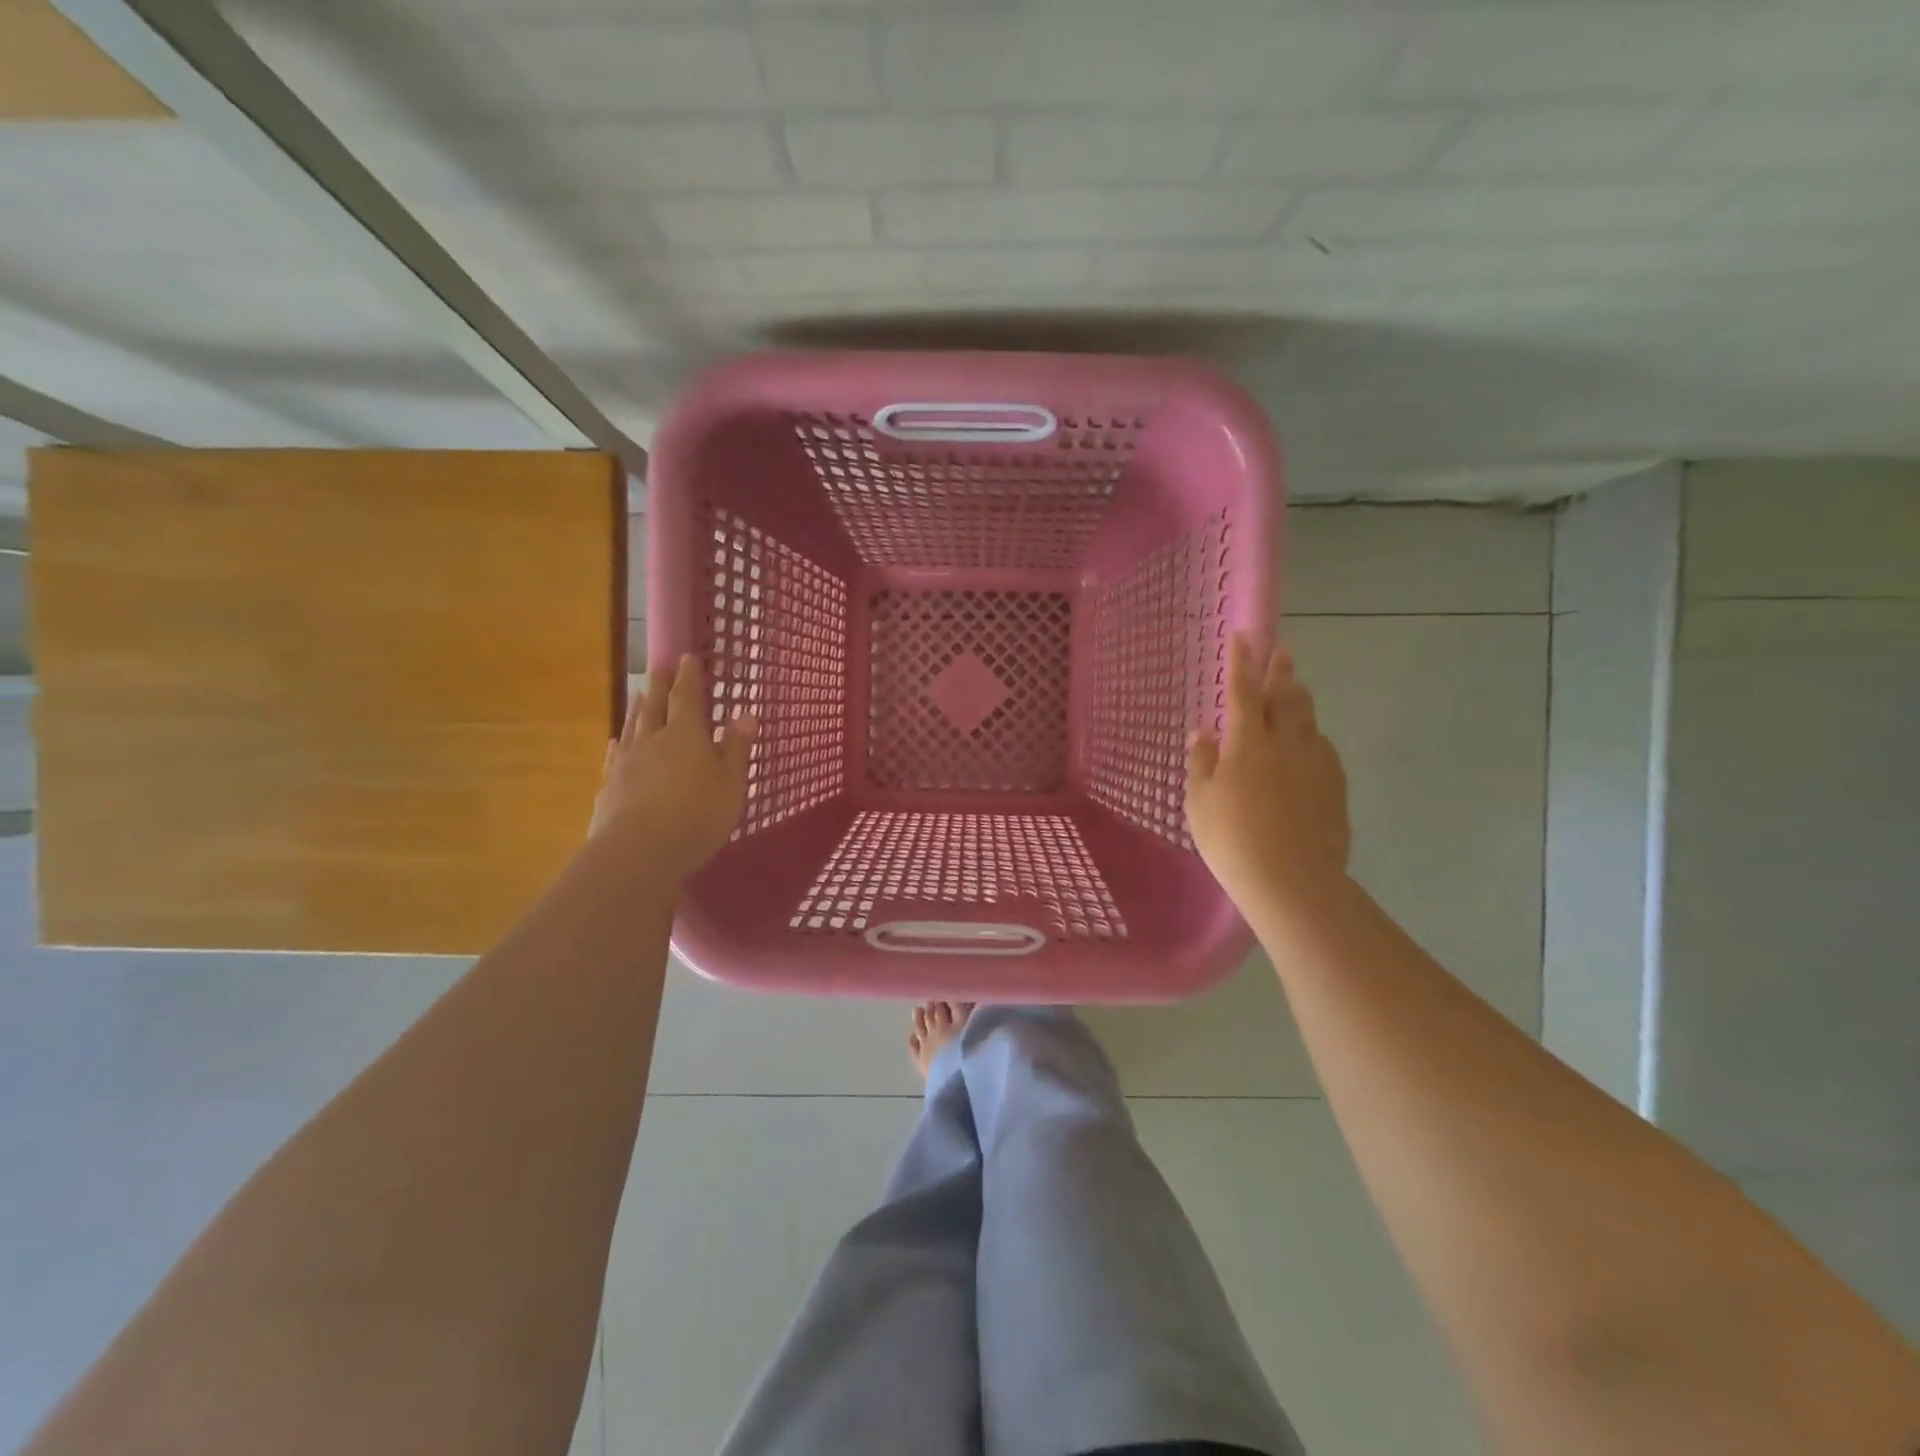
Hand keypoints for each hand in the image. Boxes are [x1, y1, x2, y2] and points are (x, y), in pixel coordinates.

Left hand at [589, 654, 756, 881]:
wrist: (639, 852)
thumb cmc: (697, 815)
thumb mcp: (731, 783)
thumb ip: (736, 747)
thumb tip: (745, 713)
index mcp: (686, 735)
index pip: (687, 697)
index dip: (688, 677)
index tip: (686, 657)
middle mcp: (653, 740)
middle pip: (654, 705)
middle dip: (658, 685)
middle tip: (658, 666)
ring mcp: (627, 762)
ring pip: (632, 726)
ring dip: (637, 707)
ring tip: (638, 693)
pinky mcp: (610, 786)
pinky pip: (615, 754)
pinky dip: (619, 743)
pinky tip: (616, 741)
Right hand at [1186, 635, 1350, 908]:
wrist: (1292, 879)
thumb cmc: (1232, 838)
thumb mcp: (1199, 801)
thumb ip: (1202, 762)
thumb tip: (1205, 732)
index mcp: (1248, 743)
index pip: (1244, 692)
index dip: (1242, 663)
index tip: (1243, 637)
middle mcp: (1286, 743)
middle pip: (1287, 697)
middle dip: (1281, 672)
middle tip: (1281, 652)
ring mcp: (1316, 764)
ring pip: (1309, 721)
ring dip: (1300, 701)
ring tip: (1295, 692)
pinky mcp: (1335, 787)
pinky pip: (1322, 749)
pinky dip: (1311, 738)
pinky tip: (1307, 747)